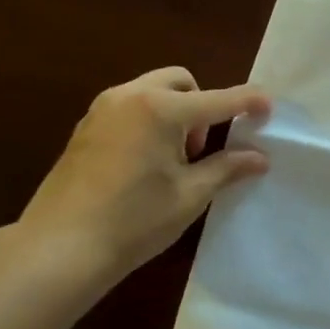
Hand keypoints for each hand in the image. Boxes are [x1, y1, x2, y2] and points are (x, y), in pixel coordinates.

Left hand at [17, 67, 270, 279]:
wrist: (59, 247)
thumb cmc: (134, 220)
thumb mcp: (190, 195)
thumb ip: (227, 168)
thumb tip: (260, 158)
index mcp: (161, 109)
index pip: (219, 99)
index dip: (249, 101)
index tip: (270, 108)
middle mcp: (131, 97)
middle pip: (181, 82)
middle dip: (202, 105)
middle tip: (200, 148)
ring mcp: (103, 110)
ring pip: (152, 92)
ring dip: (175, 112)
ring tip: (173, 159)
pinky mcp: (86, 127)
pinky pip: (130, 107)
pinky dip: (150, 121)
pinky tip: (146, 163)